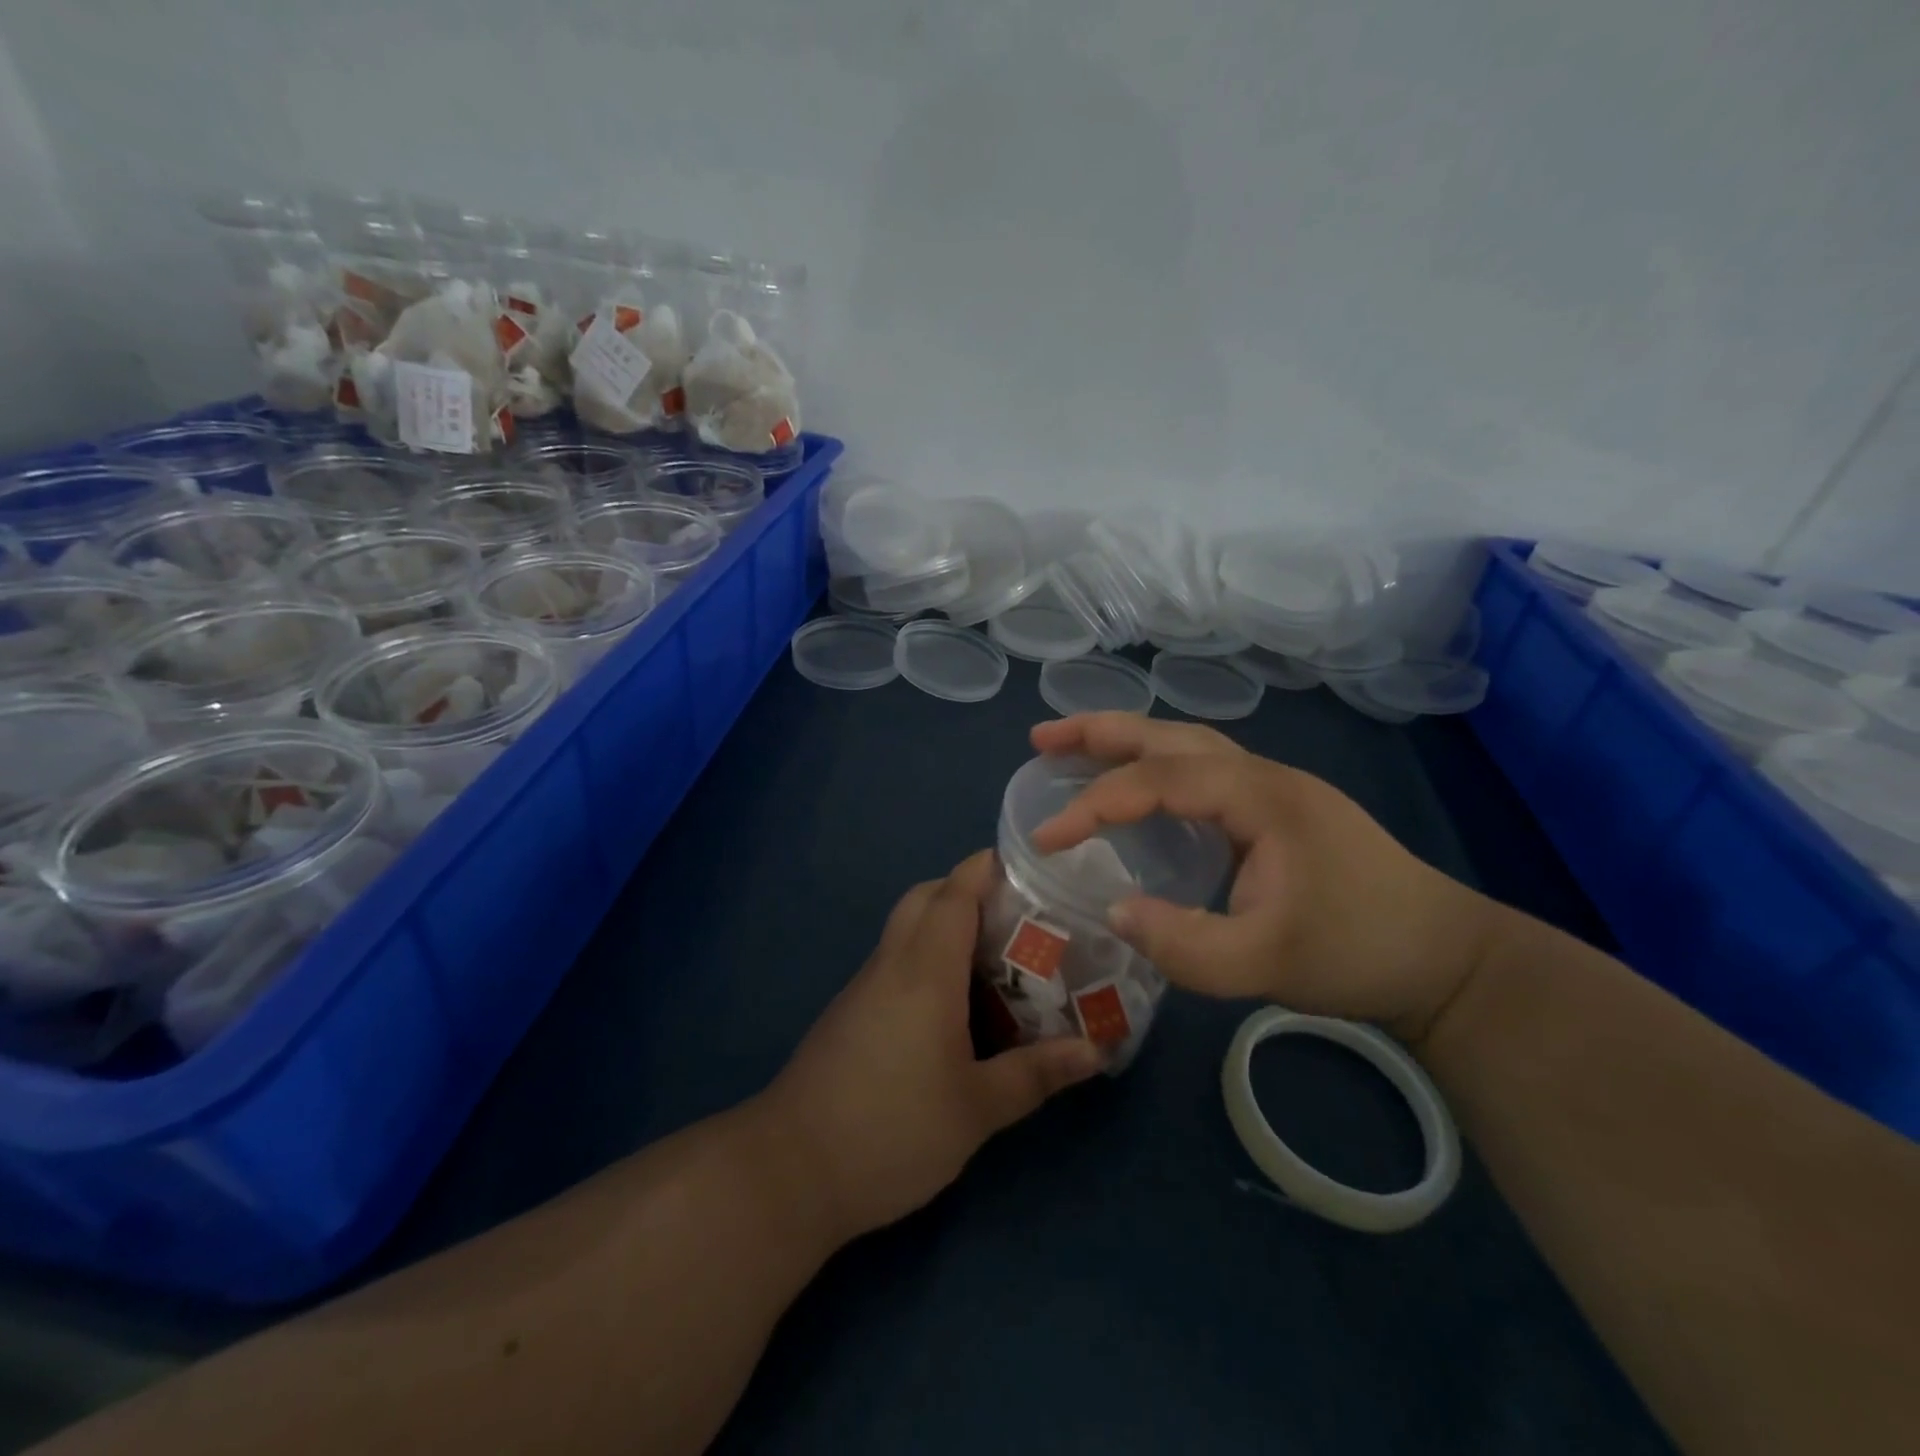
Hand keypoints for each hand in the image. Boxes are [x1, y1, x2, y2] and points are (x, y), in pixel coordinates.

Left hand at [760, 851, 1104, 1241]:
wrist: (790, 1172)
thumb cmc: (891, 1130)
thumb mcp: (976, 1109)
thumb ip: (1035, 1074)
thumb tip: (1095, 1050)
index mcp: (925, 971)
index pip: (955, 894)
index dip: (987, 869)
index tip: (1029, 867)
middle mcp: (892, 964)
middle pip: (926, 899)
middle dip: (969, 891)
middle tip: (1018, 918)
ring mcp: (865, 987)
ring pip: (907, 929)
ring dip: (947, 926)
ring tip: (999, 958)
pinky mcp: (851, 1012)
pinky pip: (896, 962)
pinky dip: (928, 959)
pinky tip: (956, 1006)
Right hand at [1029, 714, 1497, 1042]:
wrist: (1445, 958)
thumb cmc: (1360, 952)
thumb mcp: (1266, 964)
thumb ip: (1184, 945)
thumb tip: (1113, 912)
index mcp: (1259, 797)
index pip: (1156, 782)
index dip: (1093, 803)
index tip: (1046, 837)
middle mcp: (1262, 775)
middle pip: (1168, 736)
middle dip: (1100, 732)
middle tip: (1041, 738)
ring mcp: (1272, 787)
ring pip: (1186, 745)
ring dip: (1128, 741)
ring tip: (1074, 748)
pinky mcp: (1277, 809)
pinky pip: (1202, 770)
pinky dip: (1156, 766)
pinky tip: (1140, 789)